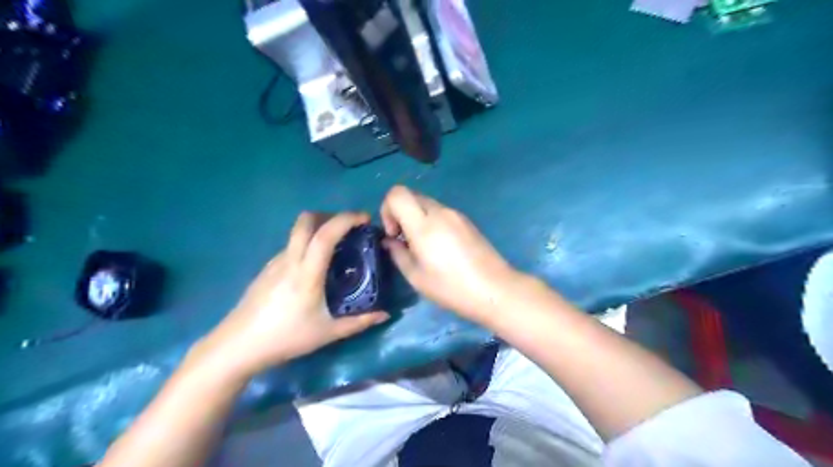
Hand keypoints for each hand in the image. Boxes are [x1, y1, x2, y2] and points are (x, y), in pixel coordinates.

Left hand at [197, 212, 388, 378]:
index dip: (346, 219)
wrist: (237, 347)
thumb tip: (385, 315)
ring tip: (335, 248)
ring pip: (297, 232)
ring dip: (318, 229)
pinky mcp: (266, 269)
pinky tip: (314, 266)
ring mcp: (274, 262)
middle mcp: (289, 260)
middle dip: (330, 215)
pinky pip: (290, 246)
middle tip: (349, 228)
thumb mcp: (327, 333)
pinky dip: (307, 244)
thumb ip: (359, 322)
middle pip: (306, 221)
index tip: (364, 218)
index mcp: (306, 273)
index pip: (325, 234)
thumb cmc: (285, 338)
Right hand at [381, 184, 522, 321]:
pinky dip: (432, 222)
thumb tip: (390, 241)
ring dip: (417, 218)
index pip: (397, 194)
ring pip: (426, 203)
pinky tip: (441, 247)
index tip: (393, 233)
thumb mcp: (416, 277)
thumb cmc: (451, 287)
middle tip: (405, 241)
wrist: (494, 289)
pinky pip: (441, 212)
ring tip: (423, 247)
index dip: (387, 209)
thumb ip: (398, 253)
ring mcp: (456, 214)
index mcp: (424, 224)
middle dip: (400, 214)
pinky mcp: (467, 221)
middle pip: (411, 195)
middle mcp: (440, 212)